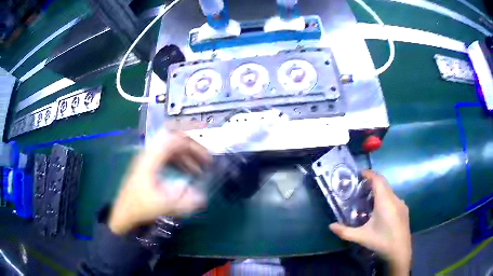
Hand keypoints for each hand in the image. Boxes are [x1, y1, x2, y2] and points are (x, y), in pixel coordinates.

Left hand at [109, 132, 211, 234]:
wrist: (124, 212)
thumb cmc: (140, 207)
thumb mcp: (163, 205)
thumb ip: (184, 202)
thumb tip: (203, 197)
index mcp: (151, 158)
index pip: (176, 141)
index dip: (194, 147)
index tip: (207, 159)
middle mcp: (150, 154)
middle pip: (175, 142)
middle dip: (193, 151)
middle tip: (206, 163)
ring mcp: (148, 159)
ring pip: (172, 150)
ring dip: (187, 157)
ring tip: (199, 171)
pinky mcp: (149, 166)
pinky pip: (168, 157)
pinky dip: (180, 162)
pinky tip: (187, 173)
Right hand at [329, 170, 410, 274]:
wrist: (400, 252)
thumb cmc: (381, 242)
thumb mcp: (361, 237)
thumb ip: (344, 231)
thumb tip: (330, 226)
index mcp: (385, 201)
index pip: (378, 179)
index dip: (369, 173)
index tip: (359, 173)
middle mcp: (395, 199)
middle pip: (383, 183)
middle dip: (372, 181)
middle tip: (359, 187)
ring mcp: (401, 204)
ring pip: (389, 191)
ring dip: (378, 190)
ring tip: (367, 199)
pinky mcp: (404, 210)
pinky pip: (393, 198)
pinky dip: (384, 198)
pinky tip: (379, 211)